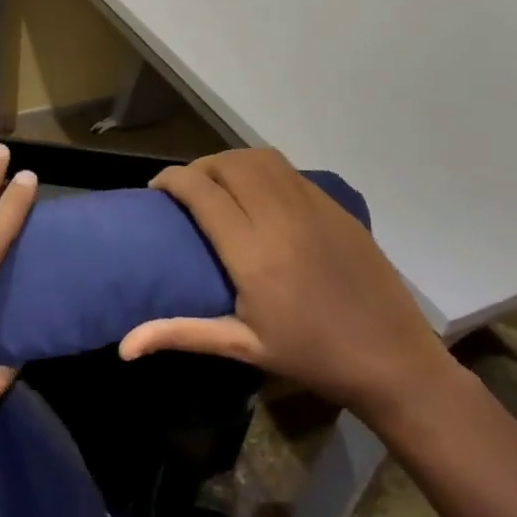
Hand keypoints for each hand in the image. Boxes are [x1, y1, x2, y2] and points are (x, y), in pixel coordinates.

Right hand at [120, 149, 453, 423]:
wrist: (391, 358)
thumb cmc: (311, 357)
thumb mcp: (242, 348)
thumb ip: (180, 334)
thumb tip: (124, 346)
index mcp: (252, 253)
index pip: (201, 191)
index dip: (172, 180)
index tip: (156, 189)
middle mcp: (280, 218)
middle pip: (228, 164)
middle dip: (199, 167)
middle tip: (186, 189)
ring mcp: (313, 207)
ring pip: (261, 159)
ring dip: (231, 162)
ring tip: (220, 185)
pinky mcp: (336, 208)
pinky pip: (289, 171)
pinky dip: (262, 170)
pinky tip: (259, 194)